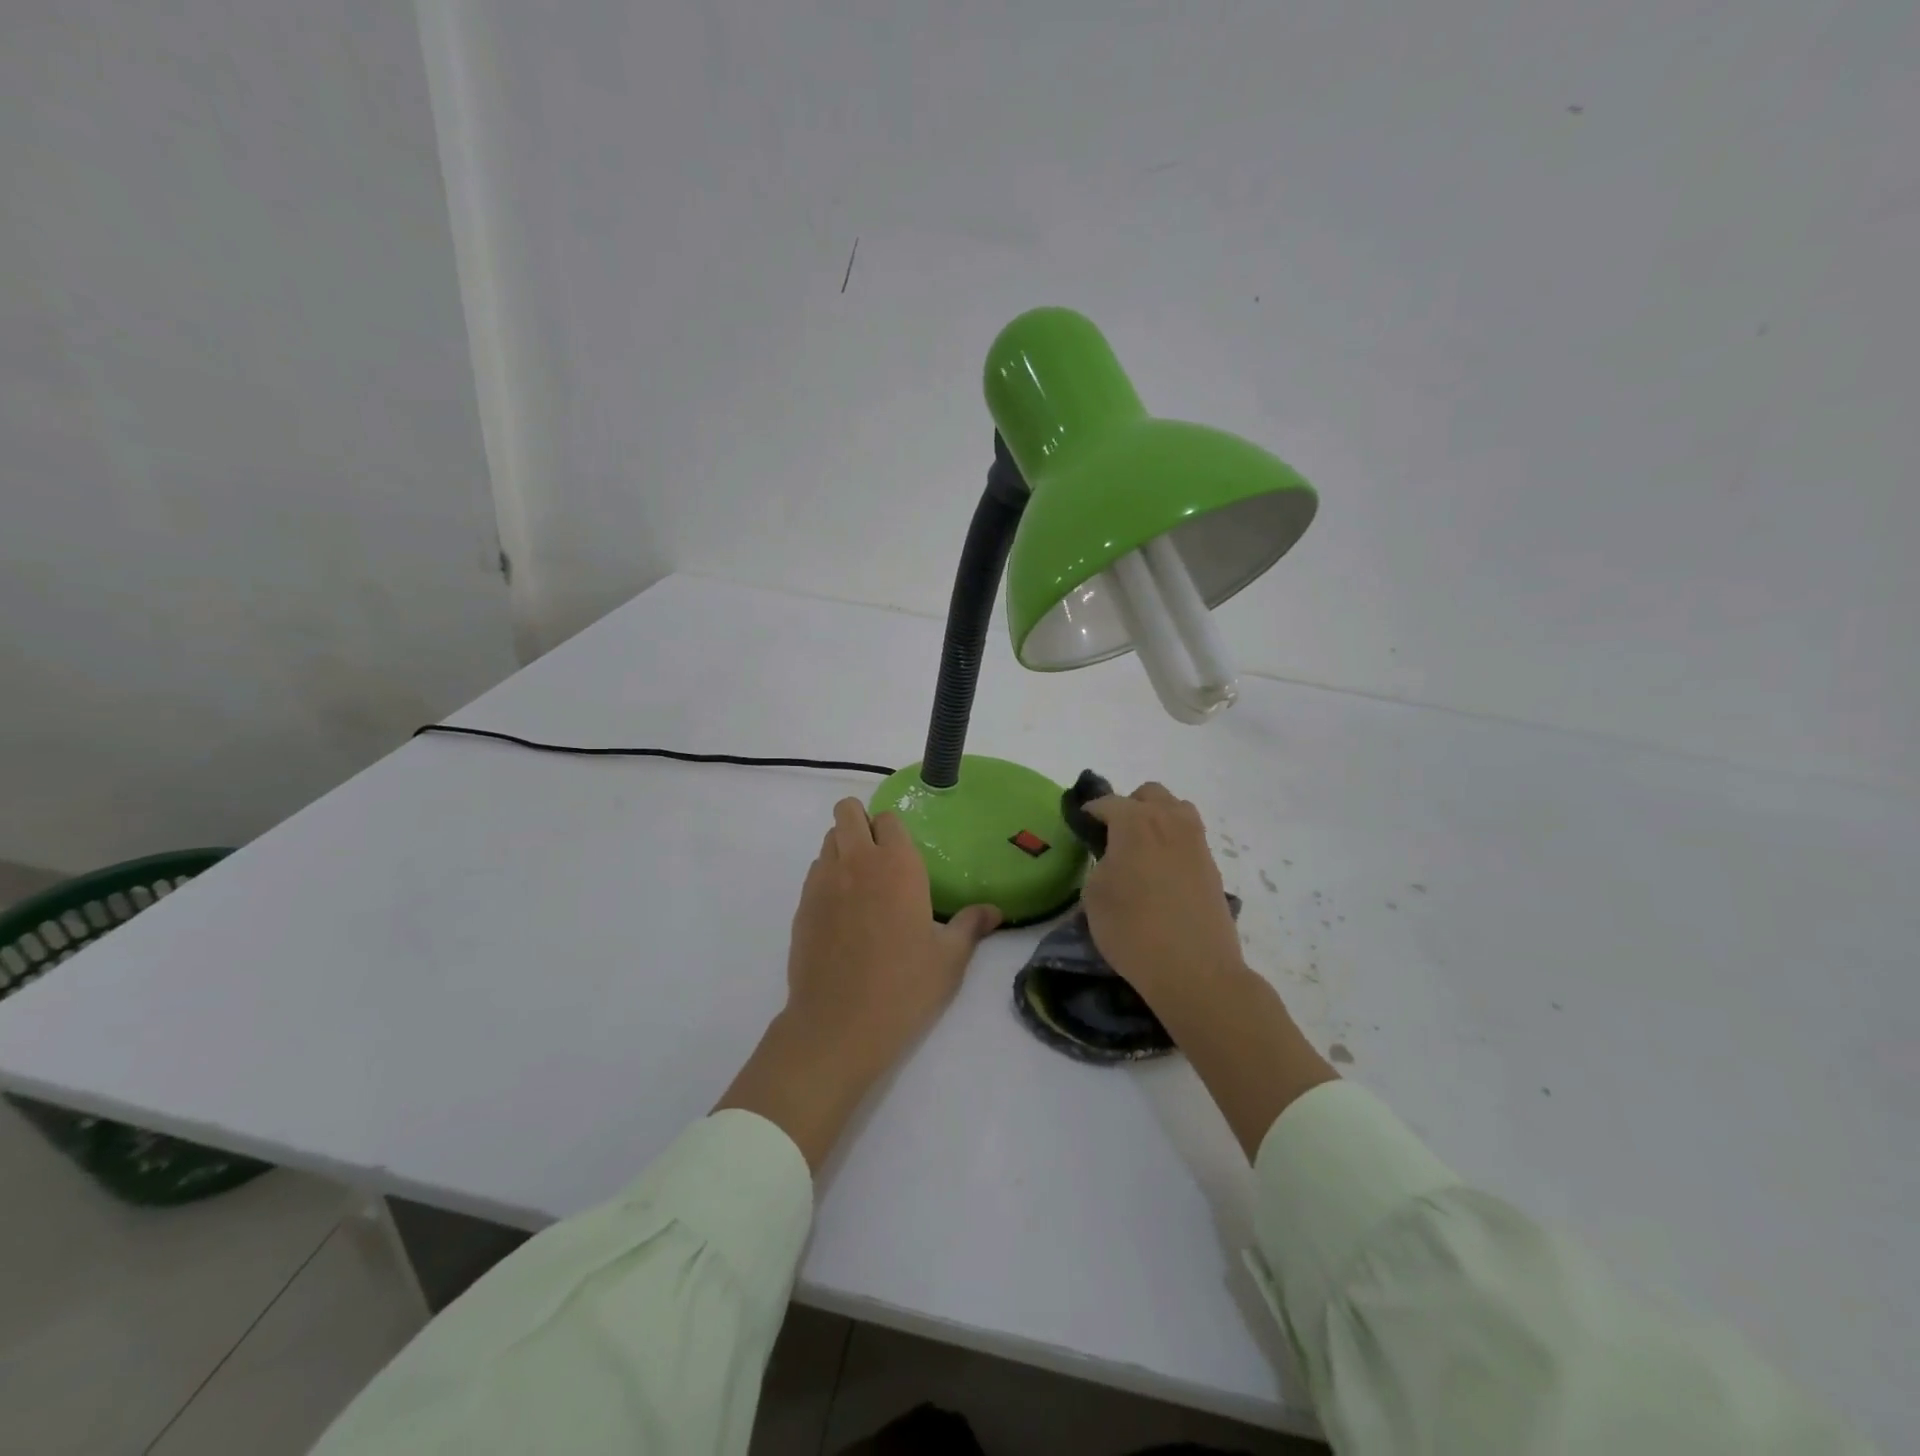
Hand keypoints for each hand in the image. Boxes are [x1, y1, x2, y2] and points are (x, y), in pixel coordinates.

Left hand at [715, 799, 999, 1171]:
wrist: (839, 1026)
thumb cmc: (904, 988)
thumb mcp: (949, 959)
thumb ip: (971, 927)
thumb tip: (994, 911)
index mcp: (897, 865)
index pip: (889, 819)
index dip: (895, 830)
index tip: (904, 852)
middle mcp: (857, 862)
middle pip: (847, 812)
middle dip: (860, 821)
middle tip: (878, 855)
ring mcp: (823, 882)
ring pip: (828, 840)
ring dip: (843, 848)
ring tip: (860, 883)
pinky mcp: (802, 906)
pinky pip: (815, 872)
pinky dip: (827, 878)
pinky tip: (842, 912)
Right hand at [1084, 781, 1336, 1159]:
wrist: (1195, 971)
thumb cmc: (1133, 931)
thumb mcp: (1094, 895)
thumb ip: (1100, 863)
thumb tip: (1111, 856)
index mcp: (1135, 822)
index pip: (1107, 802)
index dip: (1089, 812)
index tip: (1079, 826)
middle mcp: (1169, 821)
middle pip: (1149, 794)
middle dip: (1129, 806)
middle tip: (1113, 836)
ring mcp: (1196, 843)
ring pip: (1176, 810)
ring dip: (1157, 819)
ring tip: (1141, 850)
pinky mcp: (1212, 867)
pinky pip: (1189, 838)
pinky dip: (1172, 843)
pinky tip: (1161, 874)